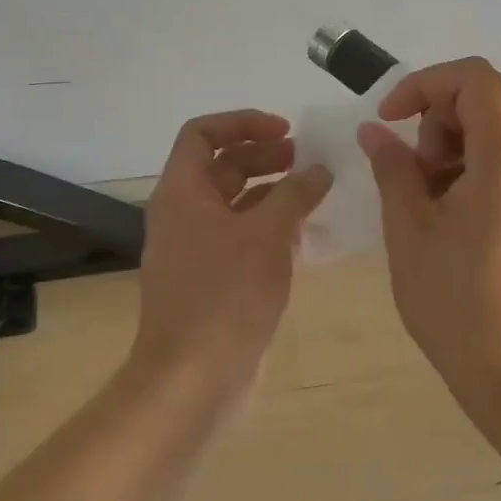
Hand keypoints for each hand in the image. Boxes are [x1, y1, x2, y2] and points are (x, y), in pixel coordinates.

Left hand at [133, 110, 330, 401]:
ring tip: (314, 192)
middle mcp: (183, 214)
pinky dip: (270, 228)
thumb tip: (319, 169)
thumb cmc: (226, 296)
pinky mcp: (212, 280)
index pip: (201, 133)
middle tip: (307, 159)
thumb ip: (296, 194)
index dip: (242, 122)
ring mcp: (196, 250)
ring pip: (235, 204)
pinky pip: (241, 238)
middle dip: (264, 155)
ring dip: (272, 192)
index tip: (285, 130)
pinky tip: (305, 236)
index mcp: (182, 193)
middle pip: (221, 166)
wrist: (193, 378)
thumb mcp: (266, 235)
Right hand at [358, 59, 500, 429]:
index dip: (423, 85)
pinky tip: (450, 218)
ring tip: (426, 200)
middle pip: (487, 100)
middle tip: (411, 171)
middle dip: (436, 119)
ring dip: (452, 146)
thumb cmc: (460, 304)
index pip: (473, 77)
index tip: (389, 120)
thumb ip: (393, 169)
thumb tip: (375, 132)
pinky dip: (473, 169)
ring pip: (497, 132)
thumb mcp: (410, 232)